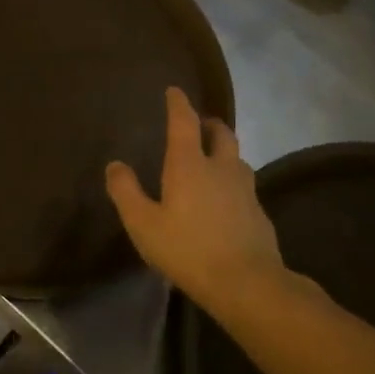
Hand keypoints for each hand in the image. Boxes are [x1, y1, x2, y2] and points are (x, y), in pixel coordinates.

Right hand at [106, 87, 288, 316]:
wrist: (246, 282)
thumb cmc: (186, 249)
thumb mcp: (142, 223)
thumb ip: (126, 192)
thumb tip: (115, 165)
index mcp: (189, 165)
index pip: (184, 123)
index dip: (178, 104)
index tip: (174, 91)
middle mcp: (221, 168)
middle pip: (221, 134)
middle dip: (209, 124)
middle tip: (200, 124)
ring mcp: (245, 190)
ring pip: (237, 159)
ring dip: (224, 152)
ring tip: (212, 160)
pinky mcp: (259, 213)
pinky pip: (244, 187)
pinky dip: (232, 183)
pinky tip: (224, 201)